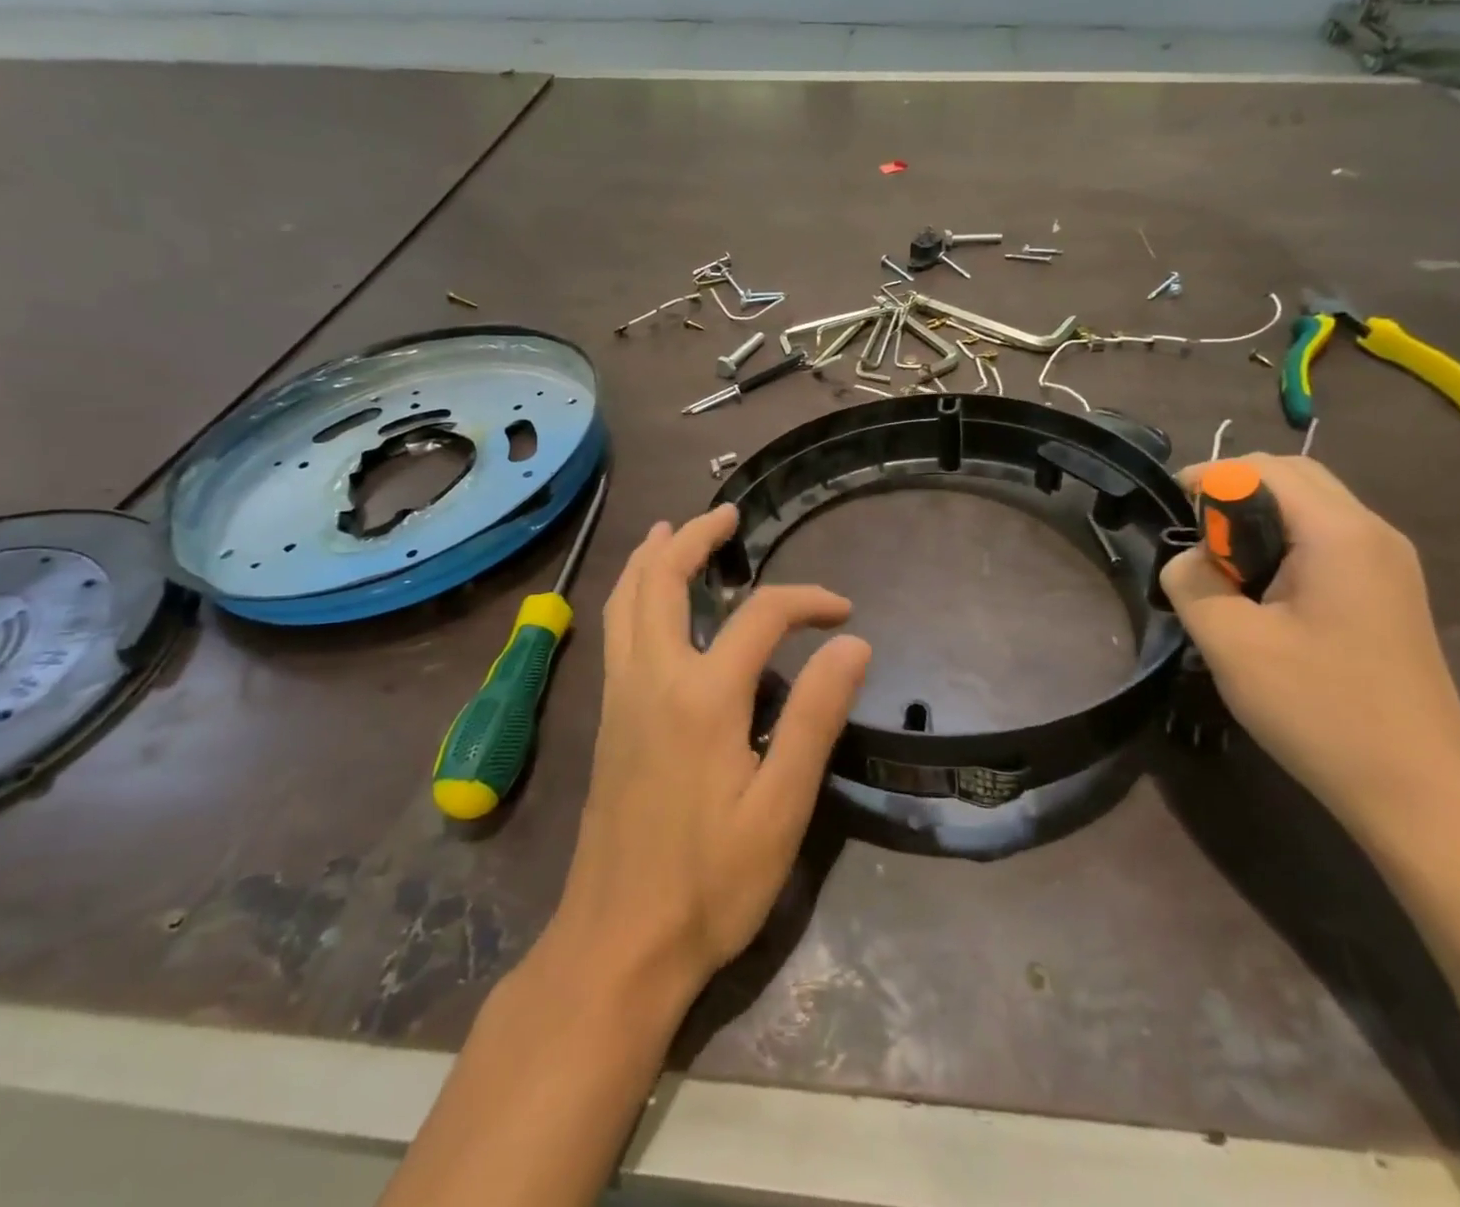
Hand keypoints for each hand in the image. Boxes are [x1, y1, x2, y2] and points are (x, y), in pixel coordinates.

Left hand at [554, 505, 871, 995]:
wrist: (617, 944)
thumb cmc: (710, 883)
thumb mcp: (781, 807)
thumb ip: (815, 717)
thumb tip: (852, 642)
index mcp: (702, 697)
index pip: (761, 616)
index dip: (807, 601)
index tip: (844, 613)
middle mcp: (652, 679)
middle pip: (662, 580)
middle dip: (694, 537)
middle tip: (728, 514)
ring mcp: (621, 696)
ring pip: (625, 600)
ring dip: (652, 557)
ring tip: (674, 529)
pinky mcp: (608, 718)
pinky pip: (616, 630)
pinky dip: (633, 593)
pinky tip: (649, 600)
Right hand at [1161, 456, 1459, 842]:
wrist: (1419, 790)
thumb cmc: (1320, 709)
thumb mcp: (1231, 643)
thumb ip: (1191, 583)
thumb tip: (1186, 561)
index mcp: (1340, 534)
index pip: (1265, 468)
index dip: (1208, 477)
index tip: (1168, 508)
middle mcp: (1373, 534)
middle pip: (1294, 478)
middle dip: (1234, 492)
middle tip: (1193, 538)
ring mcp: (1389, 565)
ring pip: (1312, 510)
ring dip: (1258, 520)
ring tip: (1221, 569)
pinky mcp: (1389, 594)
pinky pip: (1328, 543)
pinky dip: (1283, 546)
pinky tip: (1261, 594)